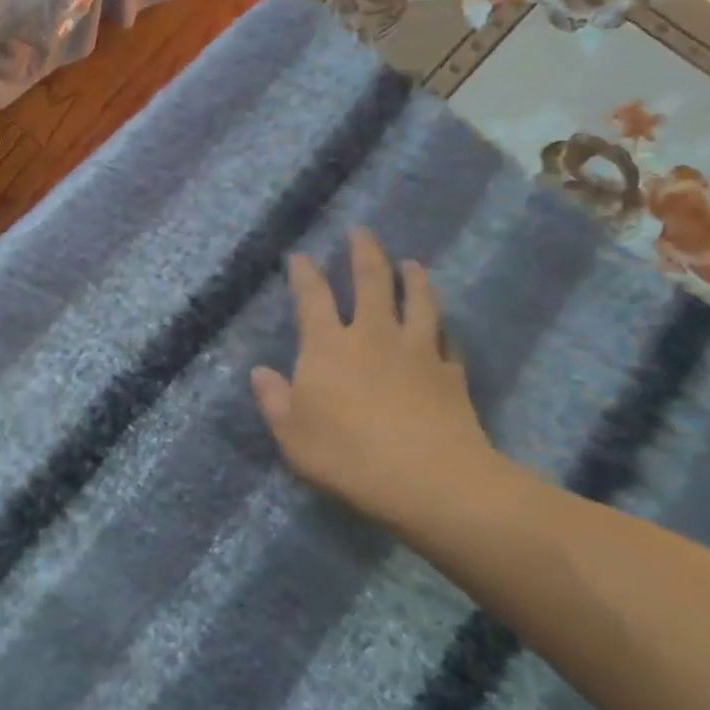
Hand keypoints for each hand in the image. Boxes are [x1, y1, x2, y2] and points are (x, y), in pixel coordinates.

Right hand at [251, 228, 498, 529]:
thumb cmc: (347, 455)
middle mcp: (373, 335)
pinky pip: (447, 341)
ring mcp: (416, 350)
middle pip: (371, 281)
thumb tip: (260, 373)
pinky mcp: (449, 372)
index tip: (299, 256)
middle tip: (362, 232)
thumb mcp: (292, 434)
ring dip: (413, 278)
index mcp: (328, 346)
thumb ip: (274, 400)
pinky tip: (444, 329)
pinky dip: (443, 329)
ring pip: (417, 300)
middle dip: (364, 253)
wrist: (427, 478)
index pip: (312, 297)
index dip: (304, 274)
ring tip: (412, 264)